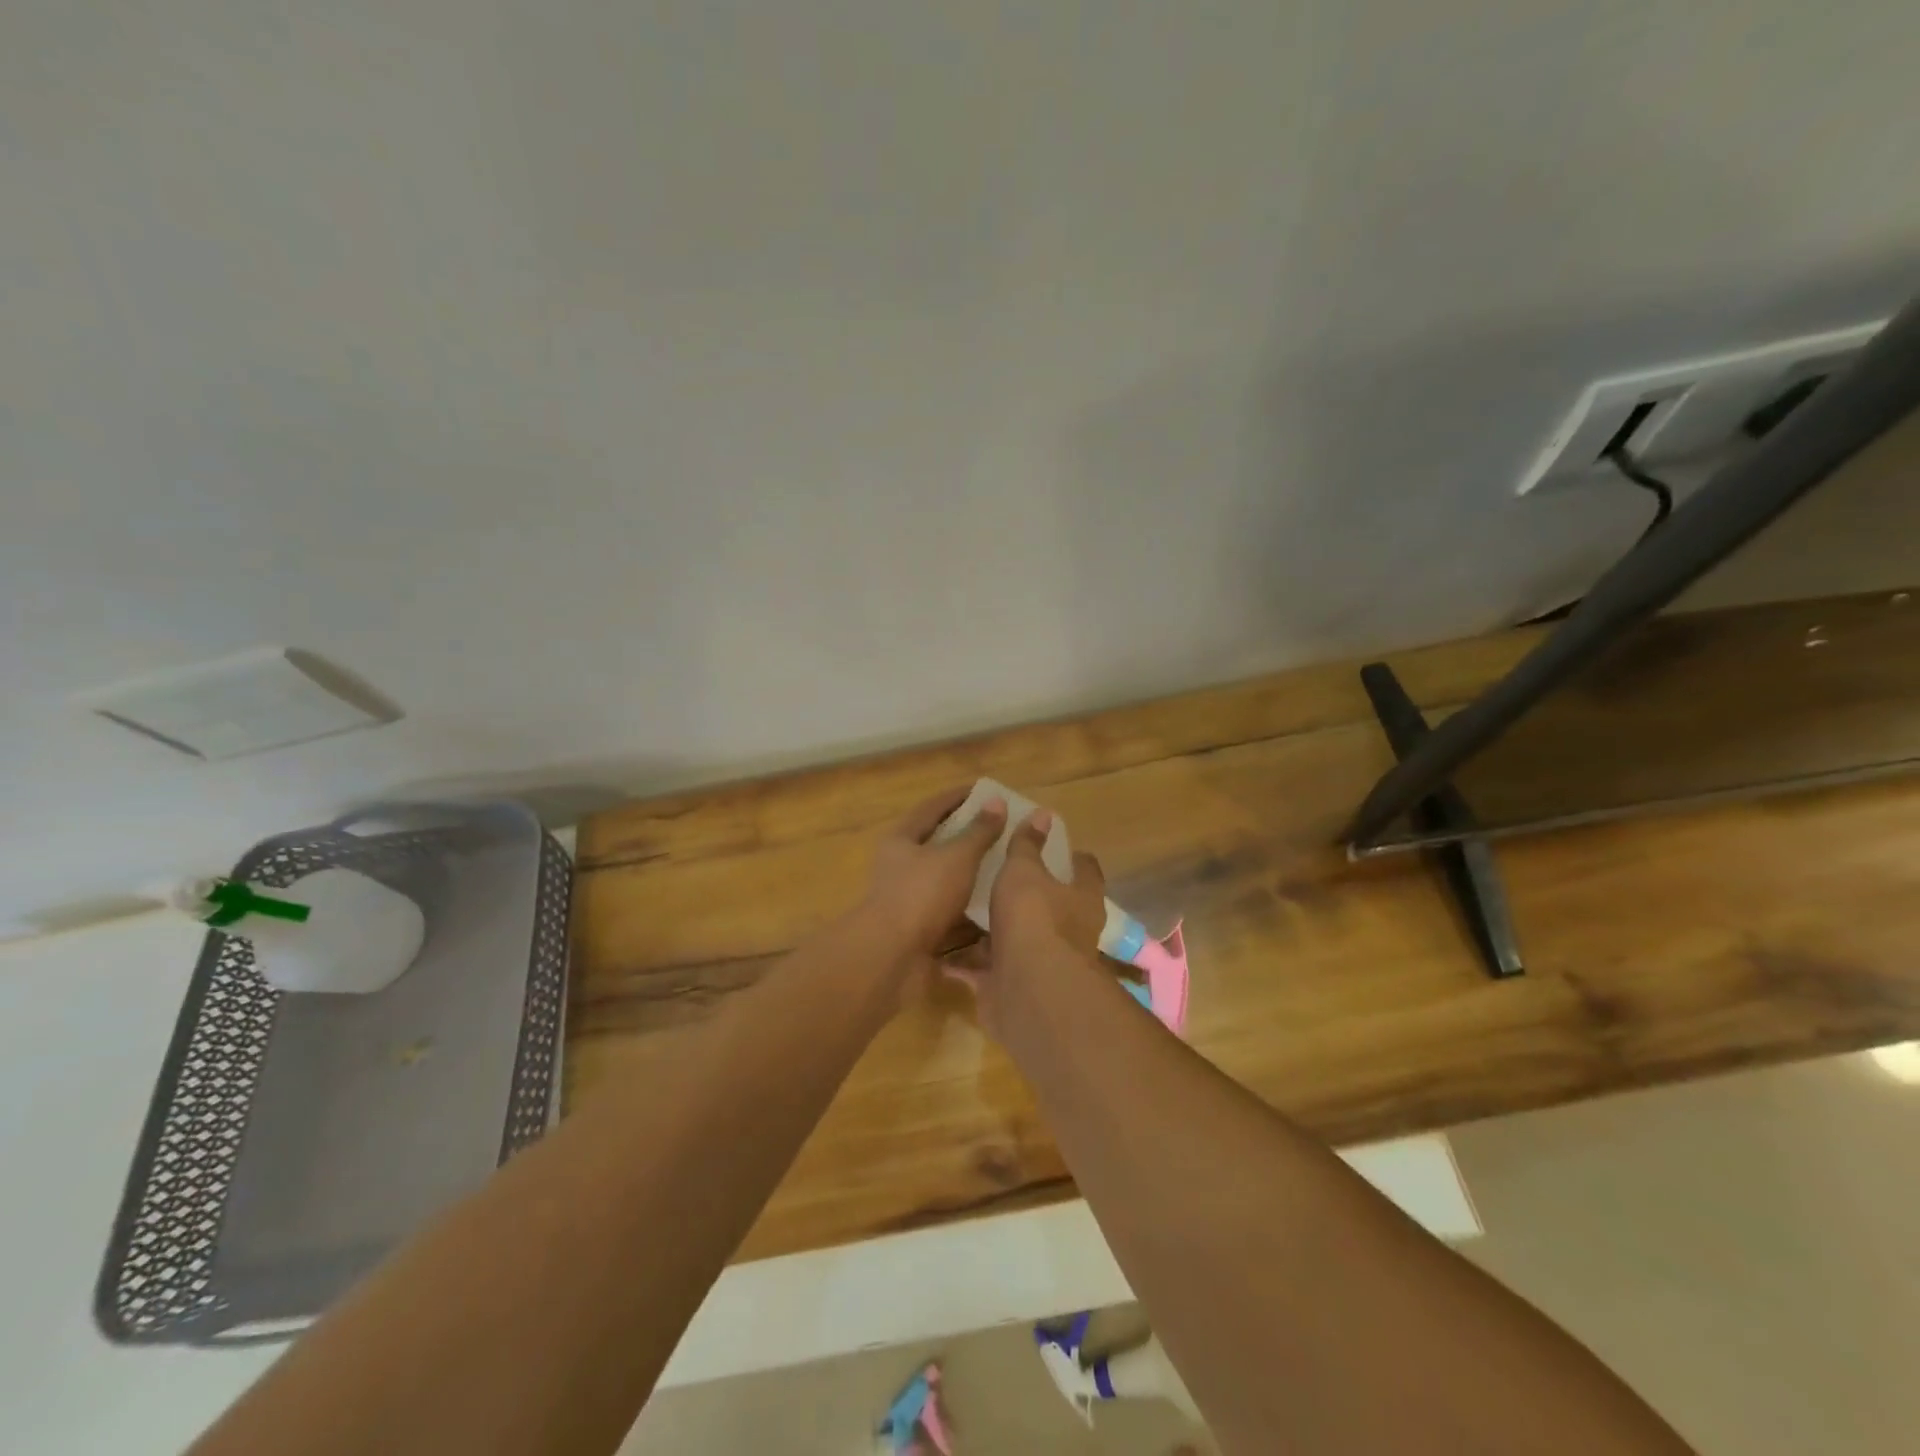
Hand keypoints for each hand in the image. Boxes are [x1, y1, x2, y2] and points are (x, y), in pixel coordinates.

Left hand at [862, 785, 1006, 959]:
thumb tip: (996, 801)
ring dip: (969, 871)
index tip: (984, 790)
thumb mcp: (956, 857)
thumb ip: (979, 831)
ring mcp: (907, 898)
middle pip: (936, 842)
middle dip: (966, 835)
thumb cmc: (922, 894)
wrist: (891, 956)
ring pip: (943, 878)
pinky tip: (994, 902)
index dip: (957, 797)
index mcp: (901, 840)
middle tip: (998, 827)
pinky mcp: (917, 927)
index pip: (932, 808)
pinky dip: (968, 904)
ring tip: (1003, 864)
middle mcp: (900, 865)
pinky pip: (948, 909)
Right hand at [948, 810, 1106, 1038]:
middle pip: (1051, 908)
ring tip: (965, 910)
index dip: (1072, 857)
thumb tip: (1044, 814)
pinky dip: (967, 964)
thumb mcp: (1025, 871)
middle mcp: (1068, 933)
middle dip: (1028, 896)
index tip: (1053, 845)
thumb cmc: (1034, 918)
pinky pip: (985, 971)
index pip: (1085, 870)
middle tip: (998, 875)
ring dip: (995, 932)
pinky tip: (942, 952)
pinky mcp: (1011, 987)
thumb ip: (1027, 845)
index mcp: (1081, 899)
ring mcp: (1040, 963)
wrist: (1028, 989)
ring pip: (1016, 941)